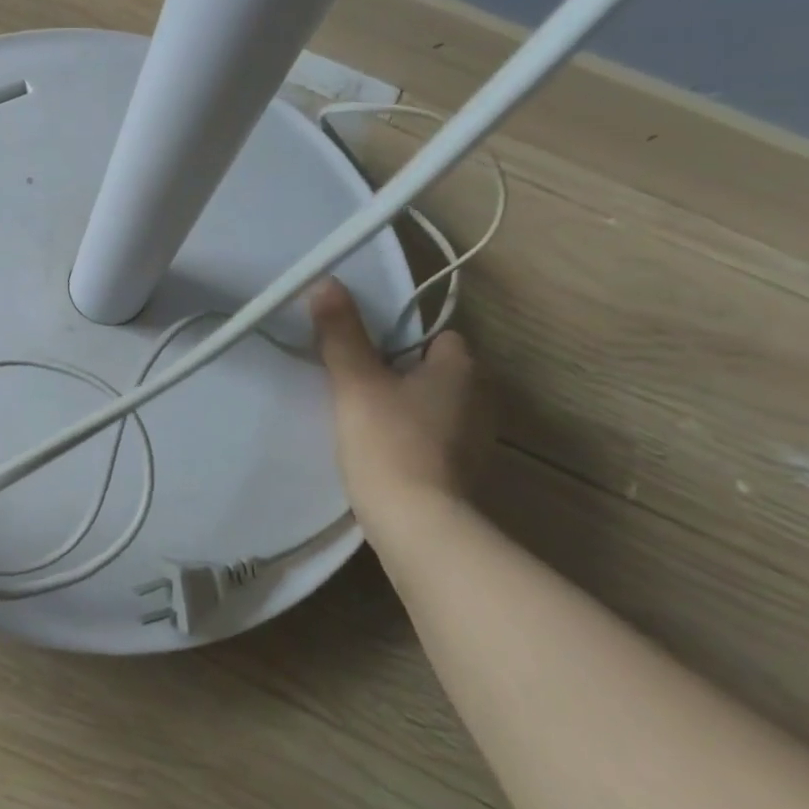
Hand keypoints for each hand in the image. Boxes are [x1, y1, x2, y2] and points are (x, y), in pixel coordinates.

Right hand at [309, 279, 492, 531]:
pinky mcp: (466, 476)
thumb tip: (327, 282)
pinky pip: (437, 441)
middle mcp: (481, 401)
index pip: (442, 337)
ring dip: (411, 409)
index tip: (370, 351)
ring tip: (367, 418)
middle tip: (361, 382)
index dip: (407, 339)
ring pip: (439, 409)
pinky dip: (416, 441)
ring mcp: (478, 443)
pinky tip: (384, 453)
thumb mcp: (355, 382)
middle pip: (441, 373)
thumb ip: (341, 333)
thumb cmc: (389, 442)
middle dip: (407, 374)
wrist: (418, 527)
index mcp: (462, 370)